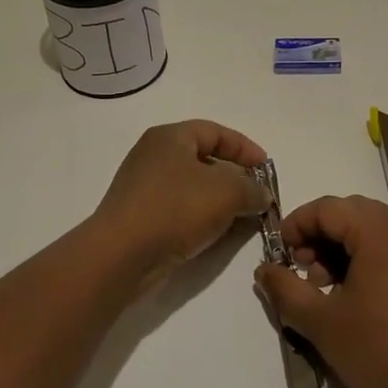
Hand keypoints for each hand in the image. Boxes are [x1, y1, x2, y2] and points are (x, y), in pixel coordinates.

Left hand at [92, 121, 269, 284]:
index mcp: (169, 137)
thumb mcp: (227, 193)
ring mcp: (143, 187)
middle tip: (256, 195)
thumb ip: (251, 189)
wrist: (121, 255)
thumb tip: (262, 195)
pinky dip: (201, 217)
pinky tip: (216, 233)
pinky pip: (179, 209)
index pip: (215, 132)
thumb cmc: (175, 209)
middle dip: (234, 177)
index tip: (266, 169)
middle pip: (203, 159)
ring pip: (192, 187)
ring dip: (219, 200)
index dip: (244, 148)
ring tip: (242, 218)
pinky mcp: (139, 217)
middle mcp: (152, 156)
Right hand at [254, 195, 387, 387]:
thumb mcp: (322, 323)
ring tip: (324, 289)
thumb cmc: (381, 351)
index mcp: (379, 232)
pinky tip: (353, 297)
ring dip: (340, 248)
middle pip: (349, 213)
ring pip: (369, 230)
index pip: (327, 208)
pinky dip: (363, 258)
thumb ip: (286, 290)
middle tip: (300, 271)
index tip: (279, 255)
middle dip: (318, 236)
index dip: (296, 225)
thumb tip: (264, 269)